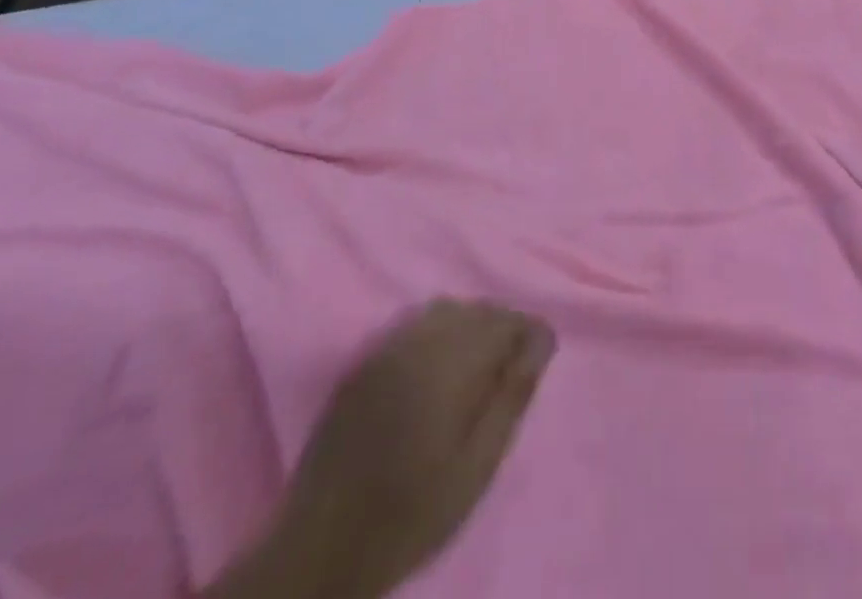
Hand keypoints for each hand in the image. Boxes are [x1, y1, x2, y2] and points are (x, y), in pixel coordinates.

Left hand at [211, 301, 553, 598]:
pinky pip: (414, 324)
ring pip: (446, 311)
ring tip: (477, 370)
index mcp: (449, 363)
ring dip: (471, 327)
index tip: (538, 361)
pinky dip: (438, 332)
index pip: (506, 321)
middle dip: (502, 329)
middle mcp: (418, 341)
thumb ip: (512, 396)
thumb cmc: (411, 515)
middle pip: (477, 310)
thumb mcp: (476, 467)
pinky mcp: (364, 361)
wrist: (319, 550)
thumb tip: (542, 340)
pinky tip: (438, 370)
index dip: (530, 335)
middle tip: (511, 371)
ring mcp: (386, 347)